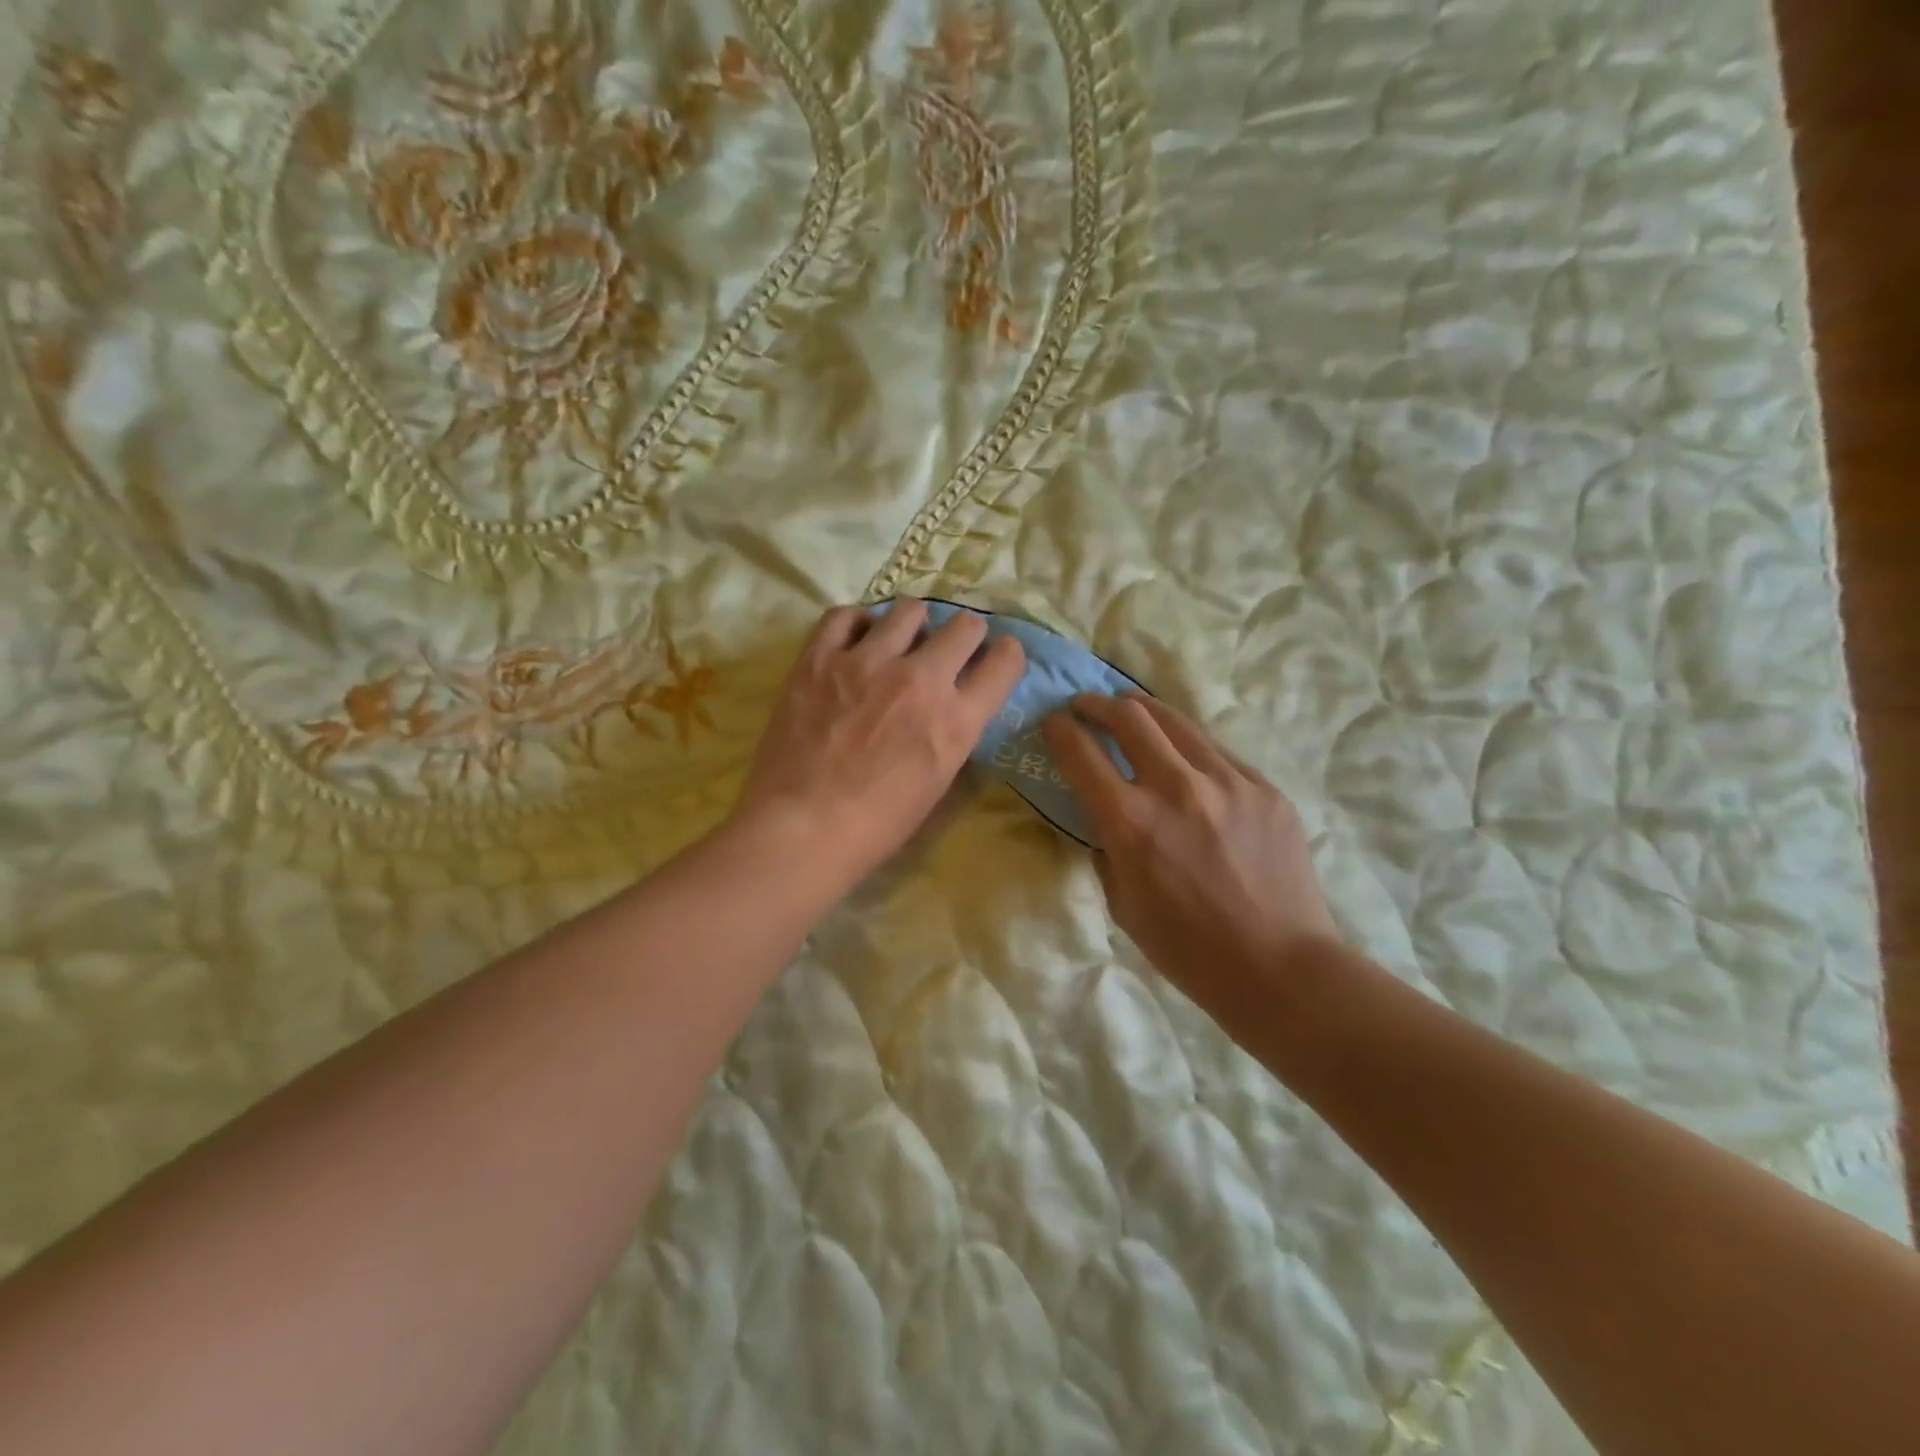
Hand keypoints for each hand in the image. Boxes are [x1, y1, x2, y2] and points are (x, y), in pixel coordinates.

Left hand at [733, 601, 1024, 886]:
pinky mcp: (820, 658)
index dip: (1006, 655)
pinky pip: (846, 615)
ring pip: (909, 610)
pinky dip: (858, 623)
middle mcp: (920, 679)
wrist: (803, 828)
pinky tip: (856, 639)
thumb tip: (954, 703)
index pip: (1004, 663)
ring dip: (914, 625)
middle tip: (949, 648)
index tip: (997, 655)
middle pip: (965, 626)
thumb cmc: (877, 824)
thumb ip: (953, 732)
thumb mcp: (937, 781)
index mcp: (955, 720)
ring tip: (900, 641)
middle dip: (966, 634)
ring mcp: (867, 662)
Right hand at [1042, 693, 1343, 1024]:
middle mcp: (1176, 787)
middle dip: (1096, 704)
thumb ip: (1106, 847)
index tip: (1052, 722)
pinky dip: (1188, 746)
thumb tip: (1102, 814)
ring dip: (1142, 709)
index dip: (1059, 730)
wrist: (1279, 967)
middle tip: (1086, 706)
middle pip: (1128, 716)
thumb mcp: (1122, 904)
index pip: (1081, 752)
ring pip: (1175, 720)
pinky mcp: (1264, 787)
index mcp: (1131, 822)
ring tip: (1130, 709)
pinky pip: (1216, 751)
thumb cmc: (1188, 949)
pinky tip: (1185, 757)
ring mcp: (1227, 782)